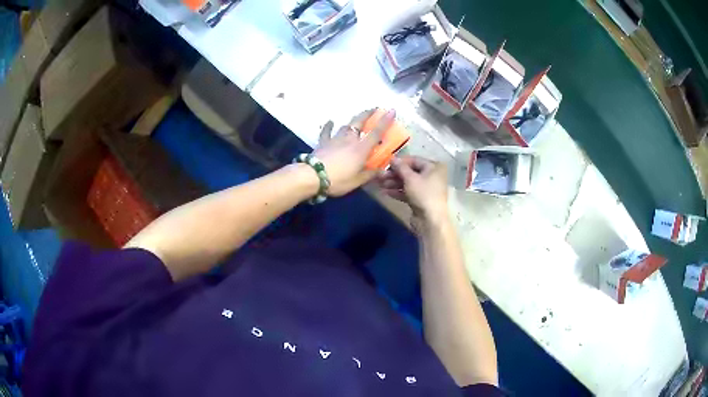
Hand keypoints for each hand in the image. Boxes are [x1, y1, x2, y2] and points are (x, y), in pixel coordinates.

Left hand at [314, 109, 395, 196]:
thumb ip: (369, 174)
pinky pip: (326, 132)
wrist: (313, 176)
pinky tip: (330, 121)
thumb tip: (380, 170)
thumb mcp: (357, 181)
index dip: (385, 121)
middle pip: (359, 122)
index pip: (376, 132)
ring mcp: (335, 139)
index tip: (392, 111)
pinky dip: (328, 126)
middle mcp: (349, 139)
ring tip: (357, 119)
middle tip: (373, 108)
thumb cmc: (338, 180)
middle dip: (367, 114)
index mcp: (361, 149)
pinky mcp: (323, 142)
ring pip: (346, 126)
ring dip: (353, 121)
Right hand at [377, 156, 448, 223]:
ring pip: (408, 182)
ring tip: (380, 184)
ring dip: (394, 183)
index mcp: (433, 167)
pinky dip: (398, 191)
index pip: (414, 160)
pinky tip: (386, 192)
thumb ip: (400, 167)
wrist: (430, 220)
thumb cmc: (423, 194)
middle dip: (395, 174)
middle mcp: (431, 176)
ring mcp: (426, 189)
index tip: (386, 163)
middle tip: (380, 175)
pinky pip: (408, 192)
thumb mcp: (410, 178)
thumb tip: (393, 158)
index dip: (400, 161)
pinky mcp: (420, 199)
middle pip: (410, 172)